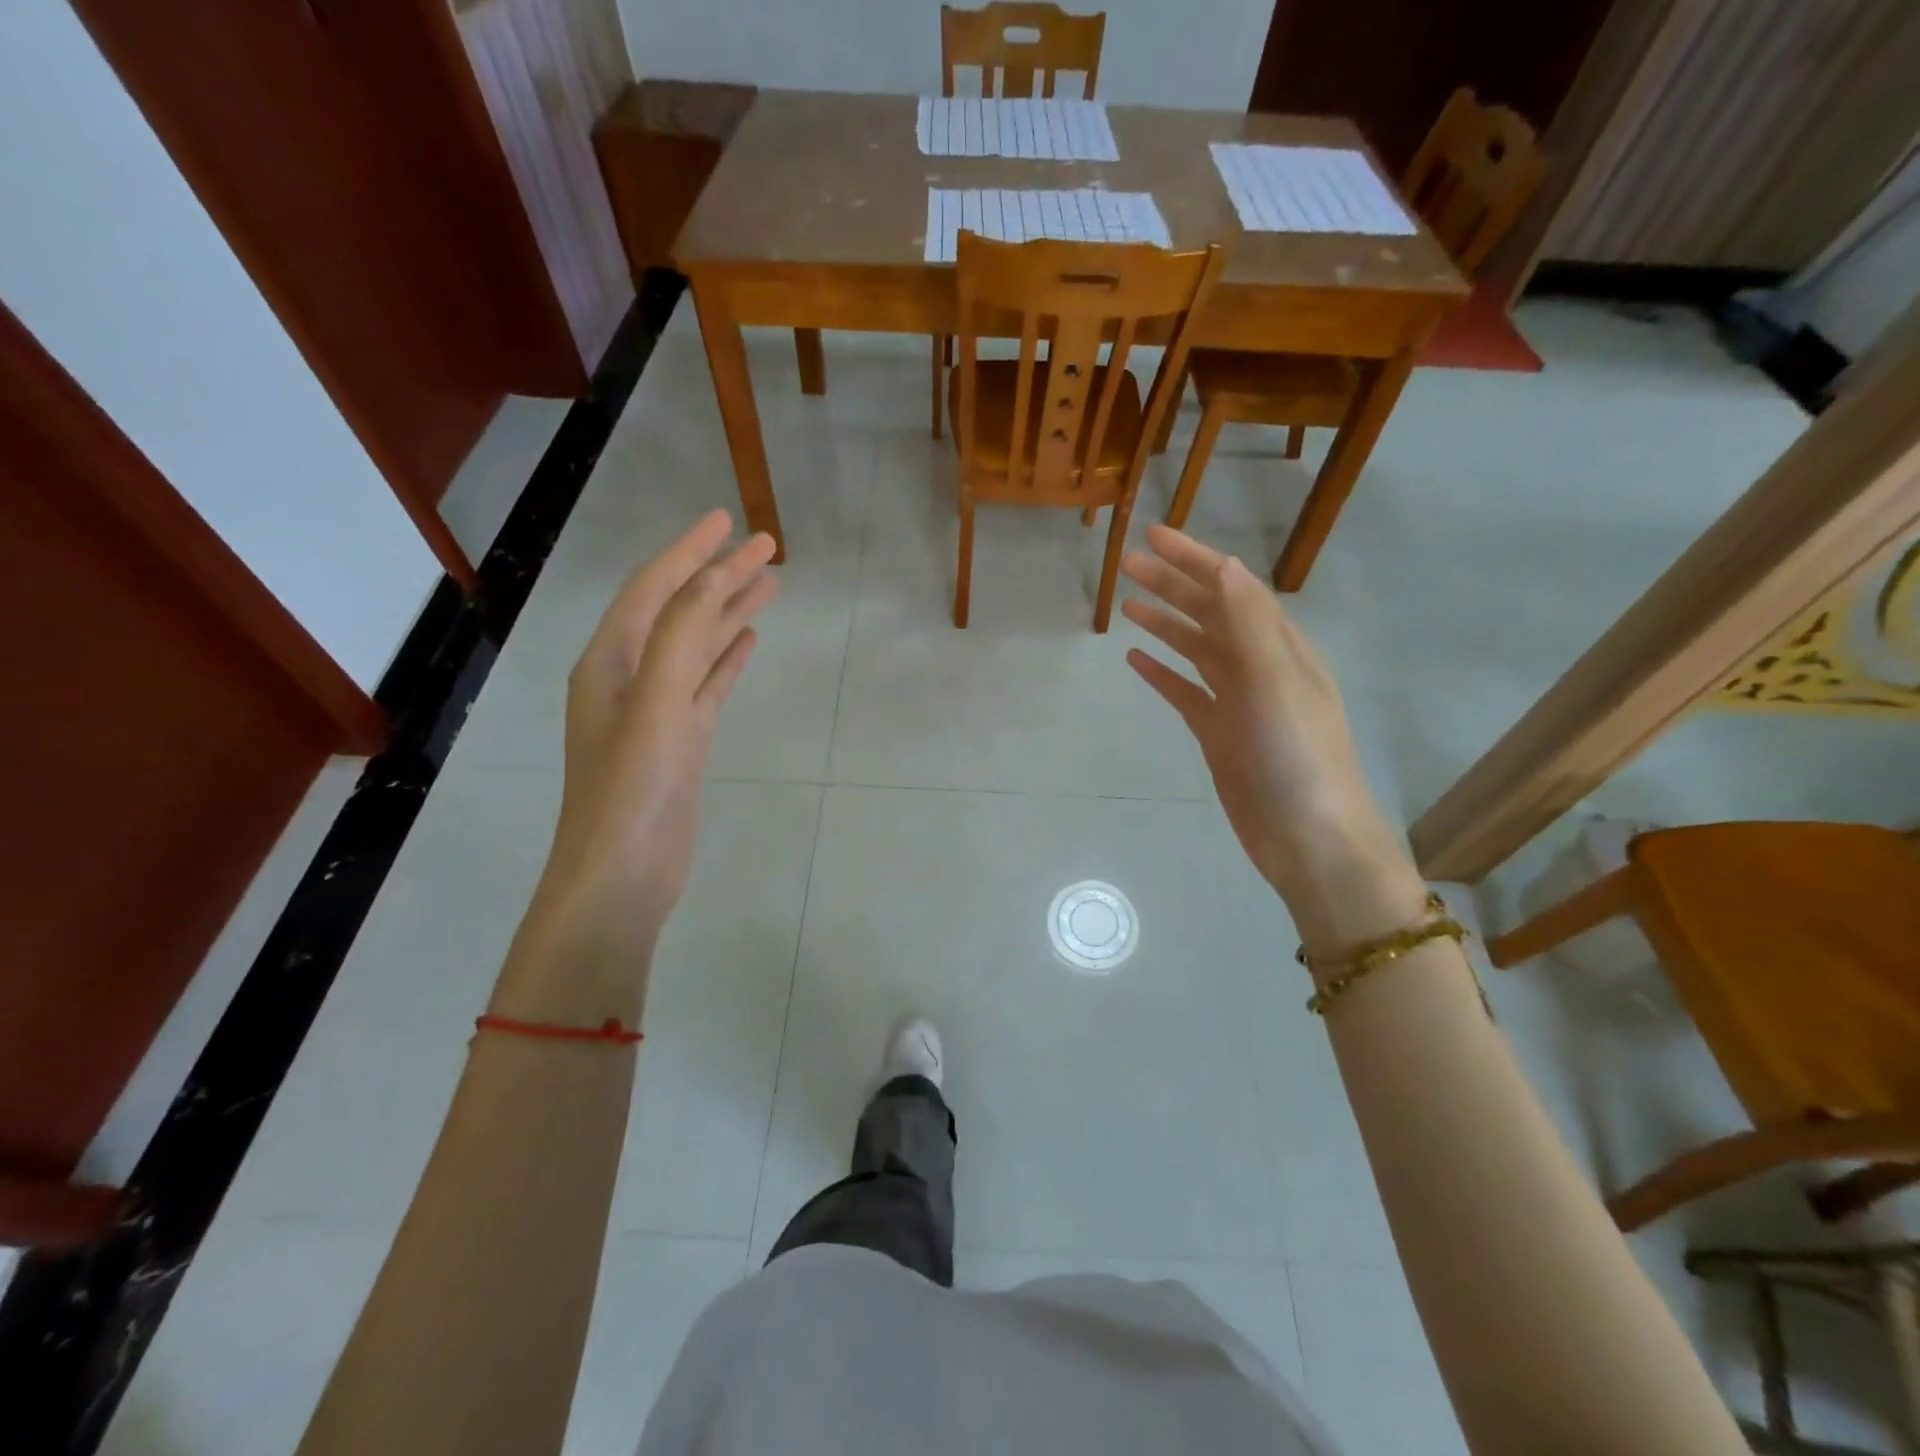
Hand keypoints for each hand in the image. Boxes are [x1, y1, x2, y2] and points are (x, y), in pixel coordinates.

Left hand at [512, 512, 777, 997]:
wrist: (623, 875)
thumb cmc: (633, 789)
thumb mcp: (655, 704)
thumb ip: (680, 637)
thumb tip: (712, 577)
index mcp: (609, 661)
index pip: (652, 589)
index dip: (689, 551)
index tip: (728, 520)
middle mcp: (628, 677)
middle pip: (679, 611)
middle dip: (719, 575)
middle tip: (766, 546)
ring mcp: (657, 710)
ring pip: (697, 646)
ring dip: (729, 612)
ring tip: (770, 586)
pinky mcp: (681, 740)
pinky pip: (706, 683)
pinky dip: (726, 658)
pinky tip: (749, 641)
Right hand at [1120, 526, 1425, 953]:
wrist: (1308, 838)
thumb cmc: (1297, 757)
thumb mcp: (1275, 683)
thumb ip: (1248, 624)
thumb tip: (1224, 565)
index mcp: (1279, 647)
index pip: (1232, 588)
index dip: (1194, 559)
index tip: (1154, 535)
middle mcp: (1259, 666)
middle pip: (1210, 613)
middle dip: (1172, 585)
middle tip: (1127, 564)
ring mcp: (1238, 702)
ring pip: (1195, 650)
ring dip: (1165, 623)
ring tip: (1126, 604)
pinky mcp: (1220, 734)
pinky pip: (1186, 693)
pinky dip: (1162, 674)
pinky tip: (1137, 661)